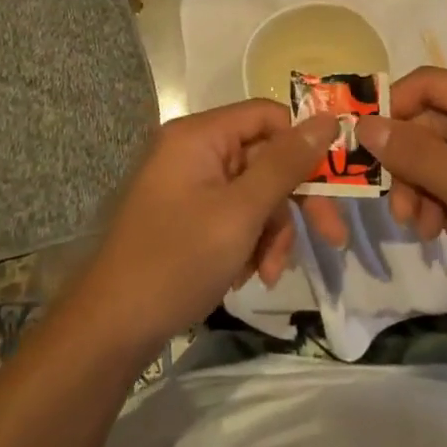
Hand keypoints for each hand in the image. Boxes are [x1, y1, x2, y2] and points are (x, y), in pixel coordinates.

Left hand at [70, 102, 335, 354]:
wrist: (110, 331)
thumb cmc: (177, 261)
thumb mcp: (241, 213)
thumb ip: (286, 164)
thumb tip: (329, 119)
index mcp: (199, 135)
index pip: (269, 116)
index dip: (304, 144)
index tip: (337, 180)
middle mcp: (193, 150)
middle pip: (265, 158)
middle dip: (293, 202)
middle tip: (331, 237)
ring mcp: (188, 184)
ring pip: (254, 193)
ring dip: (271, 231)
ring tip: (268, 273)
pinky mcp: (187, 215)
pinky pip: (234, 214)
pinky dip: (249, 242)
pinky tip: (247, 276)